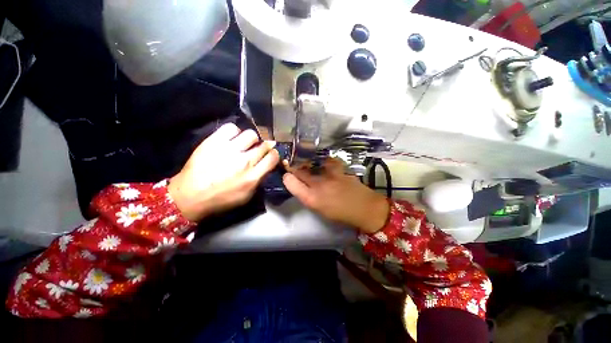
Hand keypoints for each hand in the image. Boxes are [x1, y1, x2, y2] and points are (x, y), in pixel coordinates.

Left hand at [169, 123, 279, 221]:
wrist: (189, 196)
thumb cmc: (221, 199)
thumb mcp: (246, 196)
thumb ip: (259, 180)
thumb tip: (266, 165)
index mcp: (253, 176)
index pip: (273, 157)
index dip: (274, 154)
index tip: (270, 155)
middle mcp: (244, 161)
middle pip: (264, 144)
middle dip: (265, 146)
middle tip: (258, 149)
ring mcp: (229, 149)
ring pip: (251, 134)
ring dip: (251, 139)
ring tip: (244, 144)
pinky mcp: (214, 141)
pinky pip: (232, 128)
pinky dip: (234, 132)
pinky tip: (231, 139)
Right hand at [283, 159, 389, 233]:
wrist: (364, 208)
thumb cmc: (341, 214)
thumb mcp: (320, 209)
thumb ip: (308, 196)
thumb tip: (300, 186)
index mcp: (311, 199)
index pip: (290, 182)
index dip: (287, 177)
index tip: (287, 176)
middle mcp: (318, 185)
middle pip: (300, 171)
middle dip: (295, 169)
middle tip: (294, 168)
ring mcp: (329, 175)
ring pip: (312, 164)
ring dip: (308, 164)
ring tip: (309, 165)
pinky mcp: (339, 169)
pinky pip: (327, 161)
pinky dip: (325, 162)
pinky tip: (325, 164)